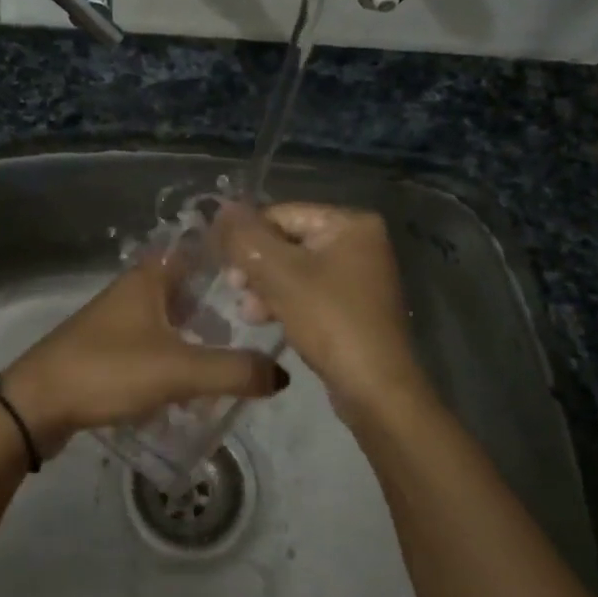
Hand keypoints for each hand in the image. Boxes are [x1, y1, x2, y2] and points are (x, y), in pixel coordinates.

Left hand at [0, 251, 288, 456]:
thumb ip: (234, 371)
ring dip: (202, 337)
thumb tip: (281, 375)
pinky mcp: (110, 348)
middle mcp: (136, 288)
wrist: (38, 403)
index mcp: (152, 276)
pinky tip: (195, 386)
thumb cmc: (109, 370)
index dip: (236, 261)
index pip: (202, 251)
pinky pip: (157, 345)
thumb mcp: (179, 370)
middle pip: (193, 289)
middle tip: (263, 330)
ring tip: (237, 363)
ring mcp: (120, 318)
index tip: (271, 280)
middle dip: (225, 308)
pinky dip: (178, 359)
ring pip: (175, 320)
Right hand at [214, 202, 430, 424]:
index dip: (247, 237)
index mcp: (350, 223)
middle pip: (287, 241)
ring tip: (249, 312)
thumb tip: (222, 207)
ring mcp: (358, 275)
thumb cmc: (329, 320)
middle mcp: (359, 242)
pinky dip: (284, 301)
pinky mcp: (352, 305)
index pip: (281, 214)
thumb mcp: (279, 273)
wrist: (374, 389)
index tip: (224, 266)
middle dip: (256, 266)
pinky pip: (307, 291)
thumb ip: (246, 237)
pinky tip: (265, 320)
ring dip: (265, 287)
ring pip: (293, 268)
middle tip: (234, 289)